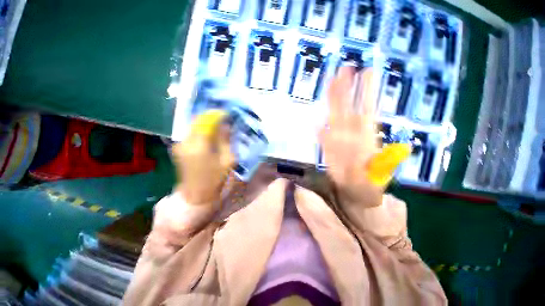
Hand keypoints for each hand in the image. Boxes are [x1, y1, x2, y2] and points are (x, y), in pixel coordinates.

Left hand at [172, 110, 234, 205]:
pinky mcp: (178, 148)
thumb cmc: (215, 179)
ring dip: (205, 123)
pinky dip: (200, 130)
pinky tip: (209, 134)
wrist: (196, 196)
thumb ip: (225, 140)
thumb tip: (226, 124)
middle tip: (223, 119)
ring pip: (192, 125)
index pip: (207, 120)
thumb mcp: (227, 160)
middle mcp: (185, 141)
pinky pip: (190, 133)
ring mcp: (179, 144)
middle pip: (197, 120)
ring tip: (218, 126)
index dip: (217, 114)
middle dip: (211, 117)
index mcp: (199, 145)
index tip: (227, 114)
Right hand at [319, 67, 382, 207]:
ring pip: (334, 118)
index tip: (367, 72)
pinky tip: (315, 122)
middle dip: (346, 89)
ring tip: (329, 84)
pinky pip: (323, 138)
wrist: (356, 194)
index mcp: (367, 138)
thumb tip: (386, 147)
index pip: (367, 110)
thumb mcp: (379, 178)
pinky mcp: (328, 150)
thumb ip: (381, 165)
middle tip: (344, 68)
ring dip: (331, 103)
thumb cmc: (370, 186)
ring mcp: (338, 141)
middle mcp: (352, 135)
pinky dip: (319, 131)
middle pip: (348, 108)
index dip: (367, 93)